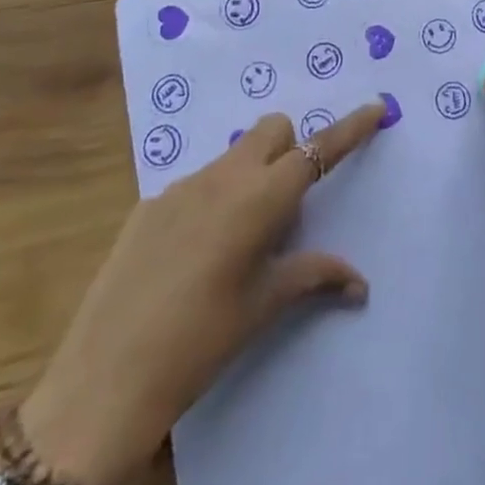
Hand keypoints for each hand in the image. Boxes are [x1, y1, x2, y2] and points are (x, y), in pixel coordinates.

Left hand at [18, 100, 385, 484]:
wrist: (107, 376)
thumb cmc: (202, 340)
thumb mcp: (263, 306)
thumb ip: (312, 276)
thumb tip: (359, 281)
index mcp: (260, 199)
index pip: (317, 150)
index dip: (350, 128)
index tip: (376, 107)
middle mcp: (224, 177)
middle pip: (272, 130)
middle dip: (290, 149)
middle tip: (287, 205)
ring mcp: (182, 186)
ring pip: (234, 155)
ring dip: (251, 176)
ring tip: (237, 241)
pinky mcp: (150, 203)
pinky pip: (197, 183)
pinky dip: (212, 200)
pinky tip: (193, 255)